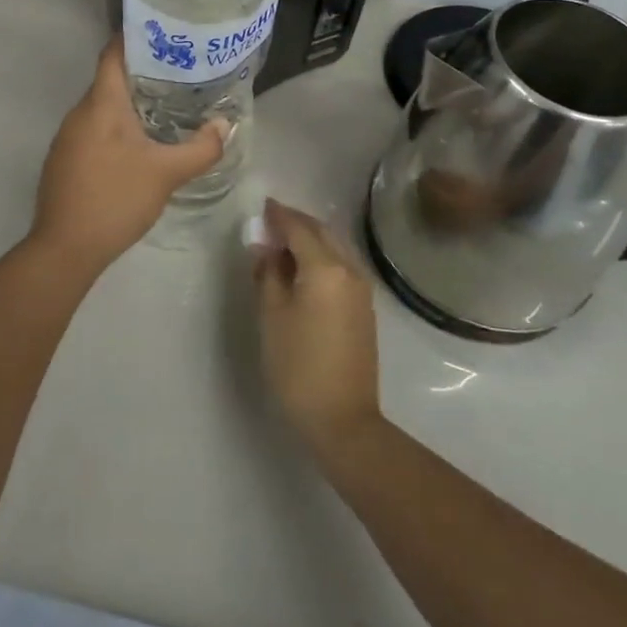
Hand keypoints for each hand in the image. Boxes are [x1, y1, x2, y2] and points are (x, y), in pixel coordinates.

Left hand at [29, 40, 228, 271]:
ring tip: (166, 106)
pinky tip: (138, 145)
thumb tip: (224, 125)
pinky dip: (116, 128)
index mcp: (101, 104)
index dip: (135, 38)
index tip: (165, 34)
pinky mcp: (64, 160)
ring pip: (102, 108)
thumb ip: (201, 148)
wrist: (65, 249)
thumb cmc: (116, 199)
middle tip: (180, 74)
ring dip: (130, 104)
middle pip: (110, 80)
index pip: (113, 54)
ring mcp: (67, 138)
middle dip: (143, 74)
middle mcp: (79, 113)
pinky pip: (94, 130)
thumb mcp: (166, 173)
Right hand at [253, 200, 381, 453]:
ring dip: (311, 239)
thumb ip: (268, 274)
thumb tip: (265, 248)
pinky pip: (341, 266)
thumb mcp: (272, 316)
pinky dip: (321, 257)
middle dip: (297, 223)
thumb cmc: (298, 366)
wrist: (343, 420)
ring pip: (335, 248)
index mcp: (325, 268)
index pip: (299, 228)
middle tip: (270, 222)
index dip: (279, 215)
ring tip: (283, 245)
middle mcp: (349, 269)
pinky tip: (303, 269)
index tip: (262, 206)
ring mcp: (361, 289)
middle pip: (322, 232)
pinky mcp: (364, 308)